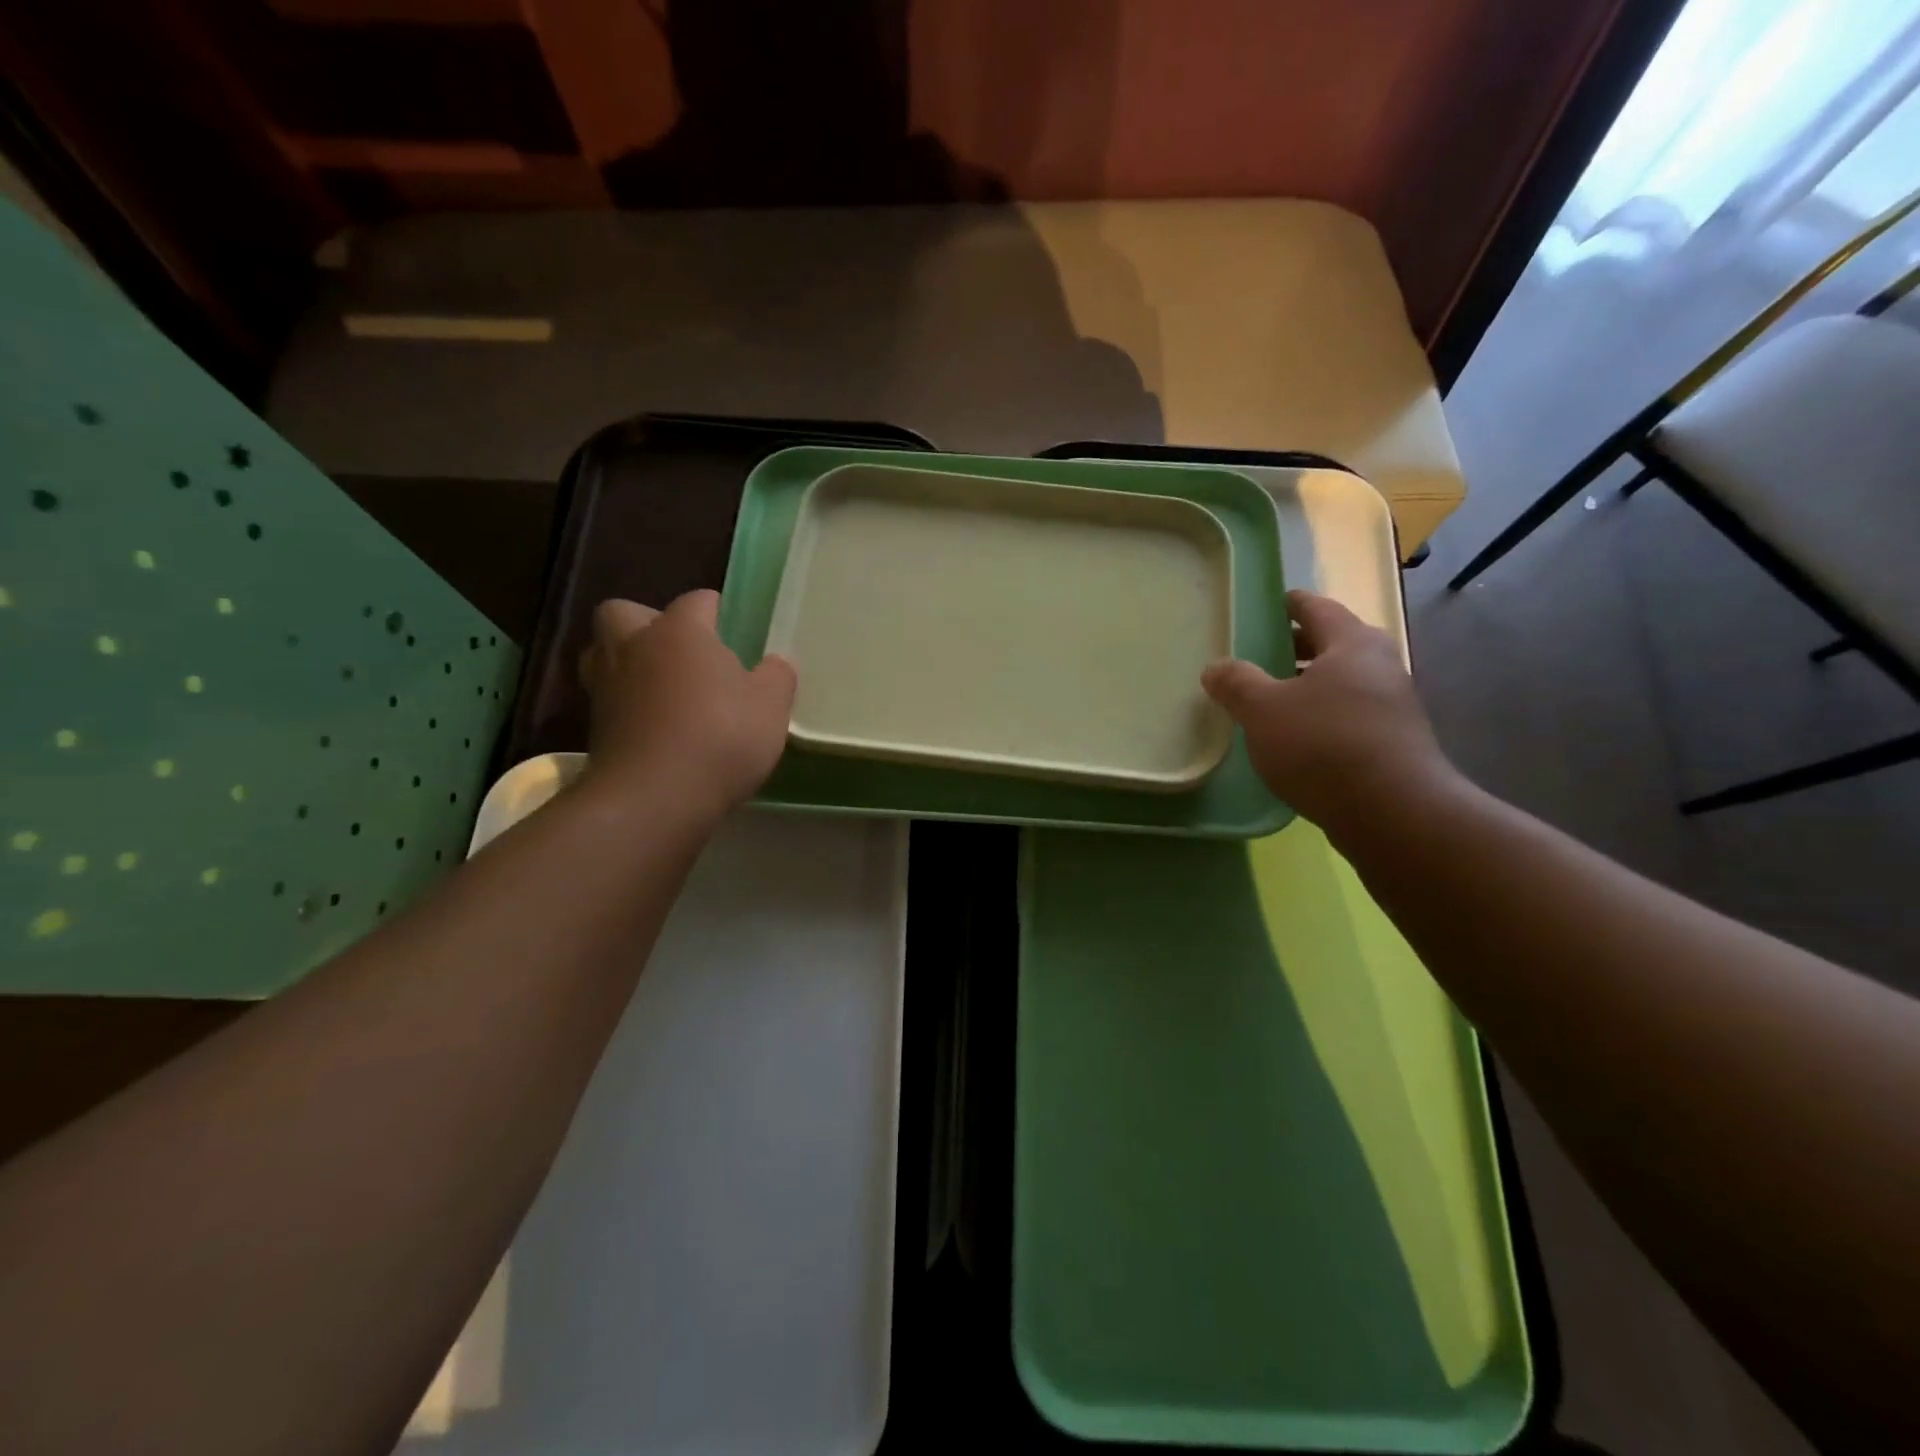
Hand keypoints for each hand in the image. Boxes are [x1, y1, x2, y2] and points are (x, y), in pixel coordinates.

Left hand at [578, 590, 796, 818]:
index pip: (696, 601)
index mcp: (679, 632)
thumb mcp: (770, 706)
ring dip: (627, 662)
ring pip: (604, 654)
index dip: (714, 610)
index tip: (731, 625)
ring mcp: (607, 687)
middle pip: (624, 612)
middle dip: (647, 622)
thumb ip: (777, 677)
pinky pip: (608, 700)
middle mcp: (635, 648)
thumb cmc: (721, 736)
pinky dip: (627, 705)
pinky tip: (655, 726)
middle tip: (680, 650)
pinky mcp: (595, 728)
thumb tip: (777, 662)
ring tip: (661, 686)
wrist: (655, 796)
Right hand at [1201, 590, 1458, 837]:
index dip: (1289, 604)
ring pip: (1341, 683)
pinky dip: (1321, 717)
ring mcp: (1392, 706)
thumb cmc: (1323, 744)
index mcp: (1352, 643)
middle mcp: (1380, 666)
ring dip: (1307, 687)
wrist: (1392, 812)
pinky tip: (1295, 740)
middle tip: (1258, 656)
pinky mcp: (1394, 743)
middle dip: (1295, 648)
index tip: (1268, 606)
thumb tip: (1215, 667)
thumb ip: (1236, 683)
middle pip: (1331, 645)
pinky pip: (1348, 716)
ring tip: (1269, 702)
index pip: (1316, 608)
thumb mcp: (1262, 710)